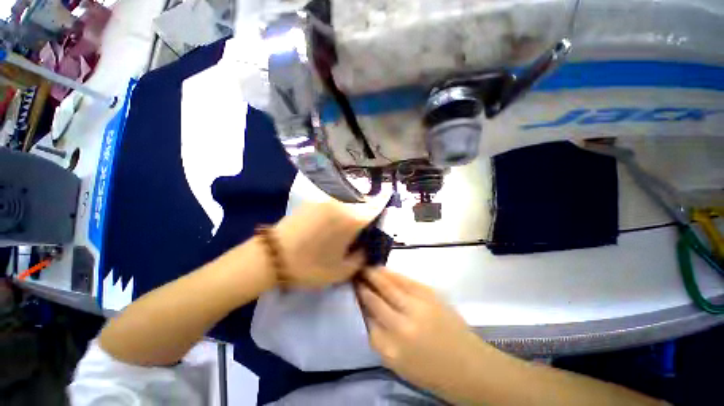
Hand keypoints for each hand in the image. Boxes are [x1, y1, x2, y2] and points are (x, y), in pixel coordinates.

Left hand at [272, 201, 370, 288]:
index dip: (380, 214)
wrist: (272, 256)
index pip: (376, 208)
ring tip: (340, 231)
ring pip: (346, 204)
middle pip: (361, 205)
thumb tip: (365, 248)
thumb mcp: (341, 271)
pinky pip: (331, 205)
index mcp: (352, 219)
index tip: (377, 225)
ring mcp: (325, 200)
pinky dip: (335, 213)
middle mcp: (341, 204)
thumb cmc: (310, 266)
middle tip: (358, 233)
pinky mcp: (312, 201)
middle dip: (364, 217)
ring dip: (349, 215)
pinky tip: (325, 227)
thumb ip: (360, 258)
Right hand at [355, 268, 486, 393]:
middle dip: (364, 284)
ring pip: (389, 285)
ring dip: (375, 275)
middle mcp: (402, 326)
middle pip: (375, 299)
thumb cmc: (431, 370)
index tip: (354, 290)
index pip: (367, 318)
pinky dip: (392, 273)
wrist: (469, 365)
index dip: (359, 300)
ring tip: (366, 268)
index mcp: (392, 349)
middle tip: (355, 274)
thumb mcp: (398, 363)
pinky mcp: (429, 295)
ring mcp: (417, 307)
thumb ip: (380, 337)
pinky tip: (383, 269)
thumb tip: (367, 311)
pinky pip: (405, 280)